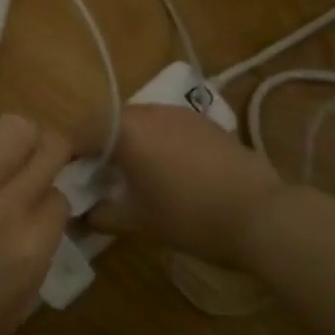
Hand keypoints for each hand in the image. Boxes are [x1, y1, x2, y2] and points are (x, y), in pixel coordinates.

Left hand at [0, 115, 70, 334]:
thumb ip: (28, 274)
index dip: (48, 200)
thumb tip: (33, 236)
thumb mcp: (3, 324)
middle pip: (49, 150)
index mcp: (30, 255)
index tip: (33, 205)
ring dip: (12, 138)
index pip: (60, 199)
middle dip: (46, 152)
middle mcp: (6, 212)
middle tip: (28, 163)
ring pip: (14, 129)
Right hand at [89, 105, 304, 268]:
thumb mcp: (140, 223)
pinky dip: (158, 143)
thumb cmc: (191, 217)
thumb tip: (81, 215)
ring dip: (130, 143)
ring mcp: (180, 113)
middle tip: (102, 180)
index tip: (71, 179)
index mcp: (126, 130)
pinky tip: (171, 172)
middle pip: (110, 121)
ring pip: (140, 121)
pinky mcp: (205, 122)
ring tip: (136, 176)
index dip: (71, 154)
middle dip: (101, 147)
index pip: (82, 131)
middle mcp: (149, 111)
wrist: (263, 214)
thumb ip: (103, 215)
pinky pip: (167, 126)